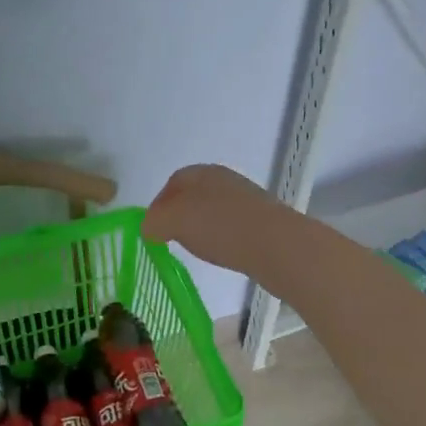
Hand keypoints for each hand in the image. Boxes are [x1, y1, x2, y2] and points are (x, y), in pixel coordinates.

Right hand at [143, 164, 282, 273]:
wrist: (276, 244)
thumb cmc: (219, 226)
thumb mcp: (173, 221)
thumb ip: (154, 222)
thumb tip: (149, 228)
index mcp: (202, 173)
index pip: (173, 182)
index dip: (159, 204)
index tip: (153, 229)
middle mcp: (225, 180)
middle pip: (194, 195)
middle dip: (180, 216)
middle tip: (172, 239)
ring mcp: (246, 199)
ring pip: (213, 211)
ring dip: (202, 228)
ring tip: (198, 249)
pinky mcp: (262, 220)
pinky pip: (232, 226)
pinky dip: (222, 237)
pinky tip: (222, 252)